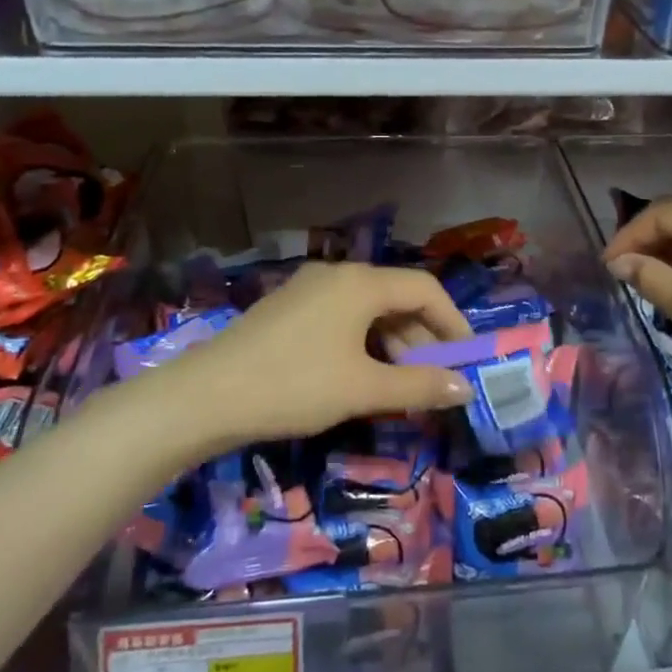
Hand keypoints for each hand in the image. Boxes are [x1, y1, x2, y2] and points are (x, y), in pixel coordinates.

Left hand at [150, 262, 474, 446]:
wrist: (205, 397)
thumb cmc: (294, 386)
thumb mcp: (363, 389)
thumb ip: (419, 385)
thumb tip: (464, 388)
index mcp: (360, 283)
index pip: (425, 289)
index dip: (453, 321)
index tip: (466, 357)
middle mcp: (337, 274)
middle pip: (396, 296)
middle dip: (422, 336)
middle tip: (435, 376)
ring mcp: (308, 288)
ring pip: (368, 308)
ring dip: (393, 341)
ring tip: (399, 381)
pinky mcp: (288, 307)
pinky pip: (342, 316)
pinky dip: (364, 340)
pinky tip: (360, 373)